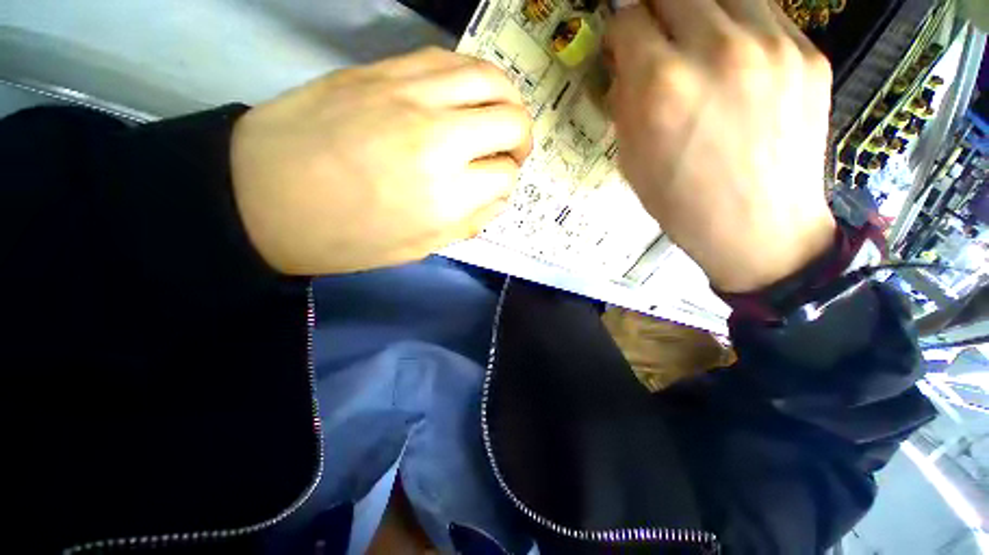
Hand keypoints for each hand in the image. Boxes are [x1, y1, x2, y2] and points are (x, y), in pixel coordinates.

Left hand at [231, 47, 532, 274]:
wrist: (262, 196)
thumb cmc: (347, 237)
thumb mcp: (419, 248)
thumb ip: (469, 222)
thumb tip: (498, 197)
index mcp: (447, 196)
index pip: (504, 176)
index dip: (506, 182)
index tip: (495, 187)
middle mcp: (440, 140)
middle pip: (511, 121)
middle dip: (521, 140)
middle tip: (512, 152)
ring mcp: (411, 96)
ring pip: (489, 78)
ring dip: (507, 100)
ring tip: (500, 117)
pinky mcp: (383, 70)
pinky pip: (449, 59)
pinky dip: (472, 77)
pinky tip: (467, 95)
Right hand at [606, 0, 835, 292]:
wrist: (758, 229)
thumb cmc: (681, 203)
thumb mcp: (631, 159)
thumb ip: (625, 102)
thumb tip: (625, 62)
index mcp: (662, 87)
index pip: (629, 19)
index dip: (619, 30)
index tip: (623, 46)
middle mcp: (716, 50)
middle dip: (654, 10)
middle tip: (655, 37)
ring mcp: (772, 45)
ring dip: (699, 10)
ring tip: (696, 43)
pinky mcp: (808, 54)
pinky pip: (764, 15)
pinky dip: (738, 27)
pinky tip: (734, 60)